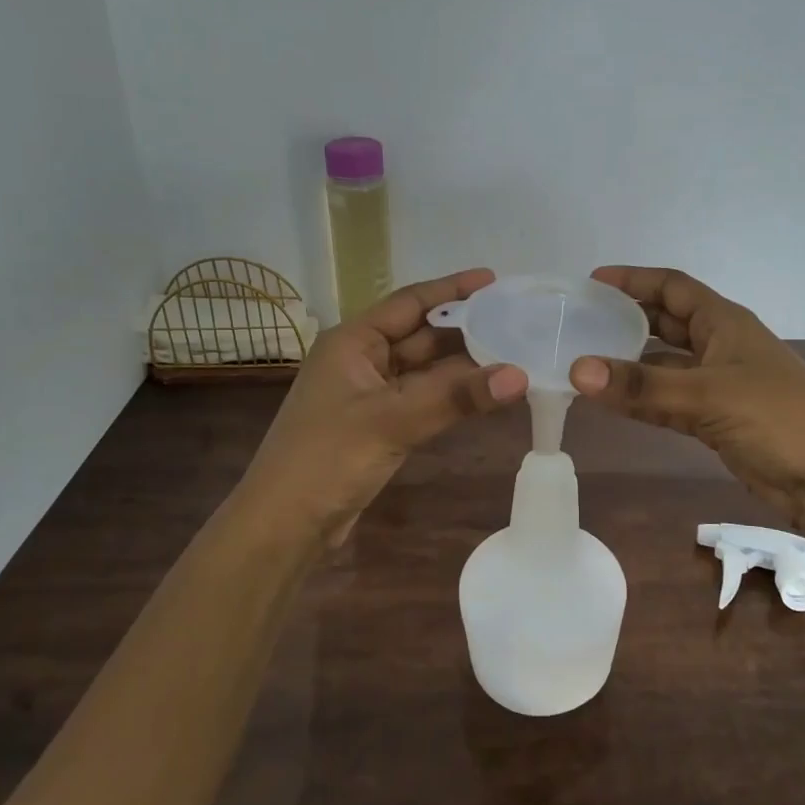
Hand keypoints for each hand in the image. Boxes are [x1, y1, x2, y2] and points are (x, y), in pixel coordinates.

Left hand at [236, 269, 527, 547]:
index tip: (493, 280)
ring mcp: (370, 395)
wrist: (285, 525)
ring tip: (514, 353)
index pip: (409, 302)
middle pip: (421, 335)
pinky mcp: (379, 426)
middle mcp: (362, 360)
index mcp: (353, 341)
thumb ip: (456, 396)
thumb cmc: (327, 458)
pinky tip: (485, 393)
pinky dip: (452, 395)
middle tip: (516, 320)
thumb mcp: (393, 420)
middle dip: (465, 328)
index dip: (451, 289)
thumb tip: (520, 375)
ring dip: (464, 365)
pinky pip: (423, 399)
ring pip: (425, 370)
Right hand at [569, 266, 804, 528]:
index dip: (634, 280)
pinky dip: (643, 400)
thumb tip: (576, 370)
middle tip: (583, 322)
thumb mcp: (707, 396)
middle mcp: (721, 346)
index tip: (592, 282)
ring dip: (631, 365)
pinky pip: (670, 401)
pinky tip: (613, 403)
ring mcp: (720, 385)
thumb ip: (642, 387)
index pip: (673, 287)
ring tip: (585, 363)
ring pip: (665, 366)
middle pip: (667, 323)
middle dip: (628, 319)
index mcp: (725, 323)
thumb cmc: (777, 419)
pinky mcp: (717, 421)